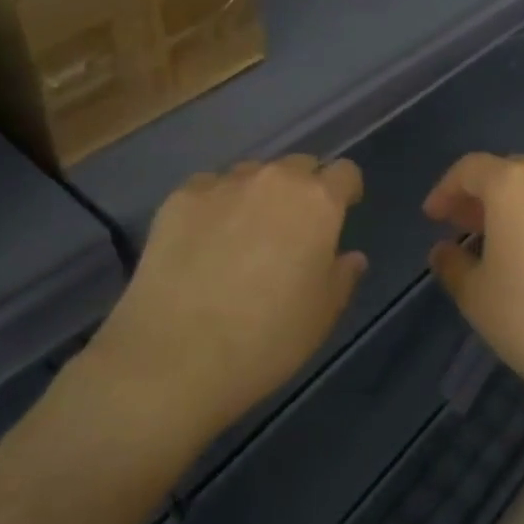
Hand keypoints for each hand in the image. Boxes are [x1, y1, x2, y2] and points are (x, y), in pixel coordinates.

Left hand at [84, 157, 366, 439]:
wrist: (173, 358)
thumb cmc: (266, 339)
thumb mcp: (322, 315)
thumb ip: (343, 276)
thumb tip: (350, 256)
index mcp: (318, 202)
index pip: (345, 172)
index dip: (345, 191)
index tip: (340, 214)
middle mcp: (274, 179)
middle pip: (299, 166)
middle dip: (302, 190)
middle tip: (291, 230)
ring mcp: (223, 184)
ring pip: (252, 174)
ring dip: (258, 194)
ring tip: (242, 234)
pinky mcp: (180, 198)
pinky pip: (209, 188)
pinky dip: (214, 205)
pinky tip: (203, 241)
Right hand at [424, 154, 523, 421]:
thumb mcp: (478, 299)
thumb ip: (453, 265)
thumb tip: (444, 250)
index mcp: (514, 184)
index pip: (470, 169)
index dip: (446, 190)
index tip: (433, 218)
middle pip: (510, 172)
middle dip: (483, 197)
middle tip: (467, 229)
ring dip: (520, 206)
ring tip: (509, 243)